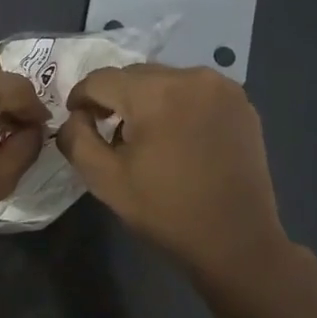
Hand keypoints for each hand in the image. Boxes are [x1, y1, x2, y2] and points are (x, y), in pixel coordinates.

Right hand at [56, 65, 288, 277]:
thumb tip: (75, 116)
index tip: (78, 121)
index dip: (81, 98)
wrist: (236, 242)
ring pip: (165, 80)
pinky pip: (194, 91)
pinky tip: (178, 138)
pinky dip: (178, 105)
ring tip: (146, 137)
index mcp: (156, 94)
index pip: (101, 79)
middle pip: (134, 75)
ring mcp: (223, 88)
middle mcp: (192, 77)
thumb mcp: (104, 180)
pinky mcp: (242, 103)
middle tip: (108, 133)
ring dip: (147, 100)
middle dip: (115, 99)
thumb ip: (76, 139)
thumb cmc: (165, 212)